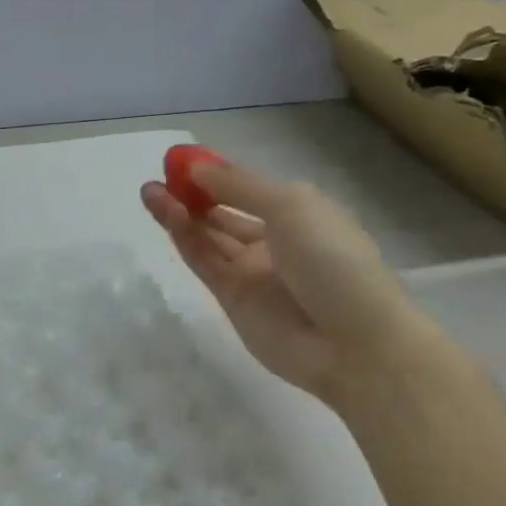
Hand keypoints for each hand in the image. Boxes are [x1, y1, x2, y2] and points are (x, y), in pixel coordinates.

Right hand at [141, 162, 453, 409]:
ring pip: (208, 236)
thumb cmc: (333, 260)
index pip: (247, 188)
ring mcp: (252, 272)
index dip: (215, 174)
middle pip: (223, 211)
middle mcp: (274, 240)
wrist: (356, 344)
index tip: (181, 161)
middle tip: (158, 177)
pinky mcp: (233, 299)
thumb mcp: (292, 206)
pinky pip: (204, 262)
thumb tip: (198, 168)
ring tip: (149, 192)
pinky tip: (167, 215)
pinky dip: (185, 238)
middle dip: (191, 194)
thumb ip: (240, 186)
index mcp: (299, 213)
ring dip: (180, 213)